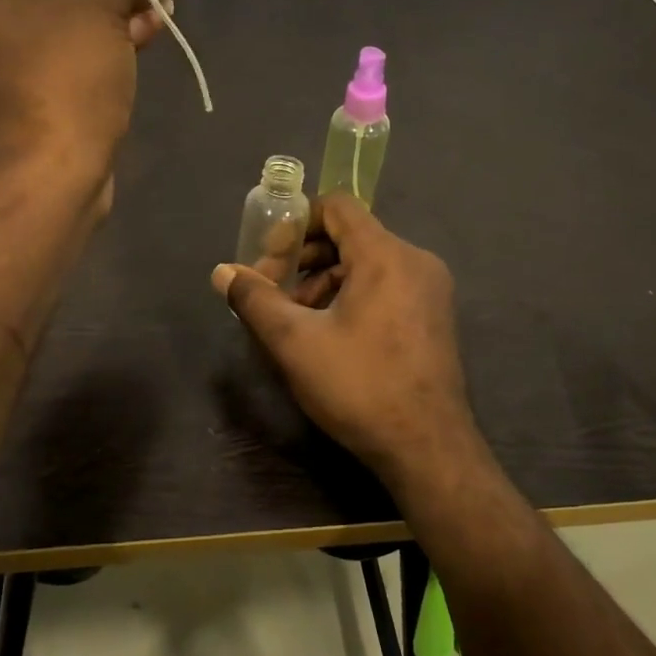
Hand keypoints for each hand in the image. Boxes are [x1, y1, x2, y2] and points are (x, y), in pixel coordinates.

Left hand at [0, 0, 169, 192]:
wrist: (50, 181)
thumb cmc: (64, 83)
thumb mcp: (99, 11)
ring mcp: (1, 67)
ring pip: (56, 18)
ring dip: (107, 5)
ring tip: (159, 5)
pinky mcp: (27, 101)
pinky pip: (60, 55)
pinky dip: (98, 41)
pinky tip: (145, 38)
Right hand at [211, 195, 479, 484]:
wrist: (427, 448)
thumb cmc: (359, 387)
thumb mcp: (295, 342)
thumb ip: (255, 299)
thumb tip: (222, 272)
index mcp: (386, 255)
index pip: (336, 206)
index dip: (295, 223)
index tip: (269, 259)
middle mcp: (415, 261)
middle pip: (349, 236)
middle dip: (303, 259)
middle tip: (273, 295)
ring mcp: (430, 290)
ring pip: (366, 264)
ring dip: (324, 282)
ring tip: (295, 321)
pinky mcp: (433, 316)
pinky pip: (385, 286)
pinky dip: (351, 296)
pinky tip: (328, 335)